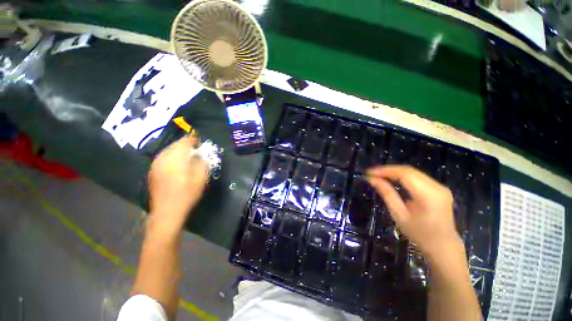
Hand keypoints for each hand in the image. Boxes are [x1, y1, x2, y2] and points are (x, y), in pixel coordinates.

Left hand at [148, 135, 208, 231]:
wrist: (167, 213)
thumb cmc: (187, 195)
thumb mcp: (200, 179)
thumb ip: (202, 163)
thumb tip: (201, 154)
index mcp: (175, 160)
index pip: (184, 142)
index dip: (192, 139)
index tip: (199, 138)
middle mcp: (162, 159)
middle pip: (175, 145)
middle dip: (185, 144)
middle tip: (195, 147)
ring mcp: (155, 165)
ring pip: (168, 151)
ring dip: (178, 150)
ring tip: (187, 153)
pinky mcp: (153, 172)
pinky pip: (163, 158)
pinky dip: (171, 156)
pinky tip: (177, 162)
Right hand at [366, 165, 461, 257]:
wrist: (443, 246)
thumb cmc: (419, 234)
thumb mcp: (399, 215)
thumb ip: (386, 194)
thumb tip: (371, 179)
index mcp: (429, 195)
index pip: (404, 174)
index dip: (385, 170)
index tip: (369, 172)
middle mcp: (437, 187)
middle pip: (409, 171)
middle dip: (388, 170)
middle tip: (371, 173)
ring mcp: (440, 187)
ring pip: (413, 172)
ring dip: (394, 172)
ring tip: (378, 175)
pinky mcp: (439, 188)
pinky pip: (417, 177)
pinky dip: (402, 176)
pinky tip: (391, 179)